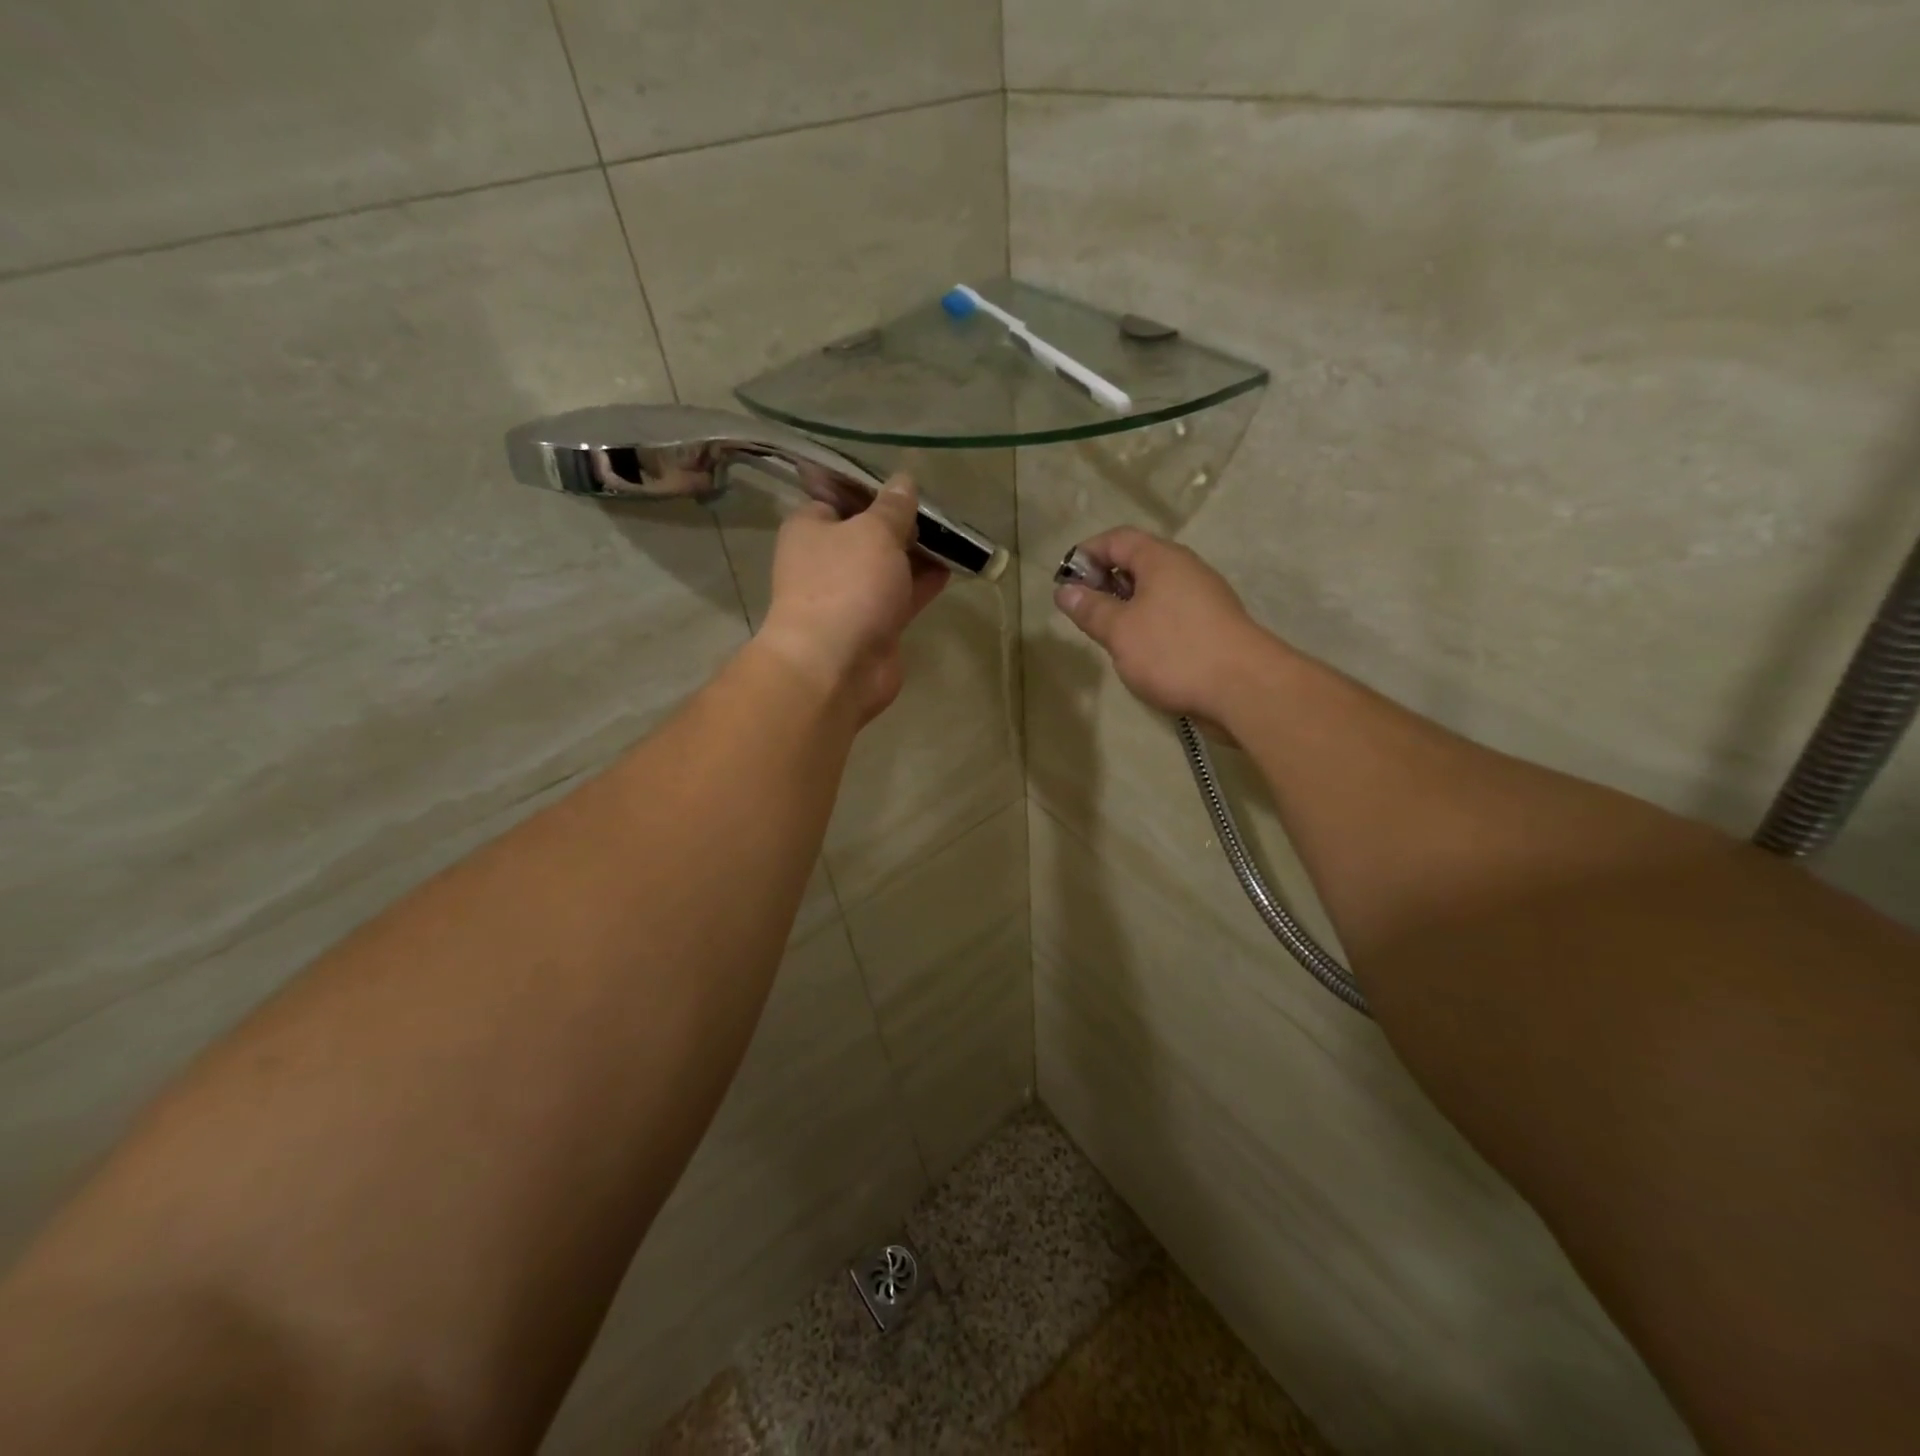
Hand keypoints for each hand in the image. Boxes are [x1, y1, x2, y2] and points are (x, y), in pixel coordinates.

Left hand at [757, 475, 948, 723]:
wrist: (836, 666)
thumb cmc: (846, 585)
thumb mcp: (874, 532)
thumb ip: (893, 507)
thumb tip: (904, 481)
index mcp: (810, 528)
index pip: (838, 497)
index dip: (871, 489)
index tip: (906, 484)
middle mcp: (825, 561)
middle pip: (867, 533)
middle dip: (901, 524)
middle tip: (939, 511)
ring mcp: (850, 596)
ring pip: (887, 567)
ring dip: (917, 555)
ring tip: (953, 537)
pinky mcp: (874, 626)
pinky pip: (901, 597)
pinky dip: (922, 584)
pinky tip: (951, 568)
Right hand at [1052, 527, 1265, 723]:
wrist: (1243, 688)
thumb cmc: (1173, 651)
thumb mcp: (1120, 630)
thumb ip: (1090, 609)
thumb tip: (1065, 591)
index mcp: (1161, 559)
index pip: (1117, 539)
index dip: (1087, 554)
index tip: (1064, 582)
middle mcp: (1185, 570)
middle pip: (1137, 563)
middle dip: (1105, 582)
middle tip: (1082, 612)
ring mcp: (1202, 598)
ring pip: (1154, 591)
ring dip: (1126, 607)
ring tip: (1106, 635)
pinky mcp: (1211, 626)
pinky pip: (1170, 614)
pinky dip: (1147, 624)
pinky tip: (1138, 652)